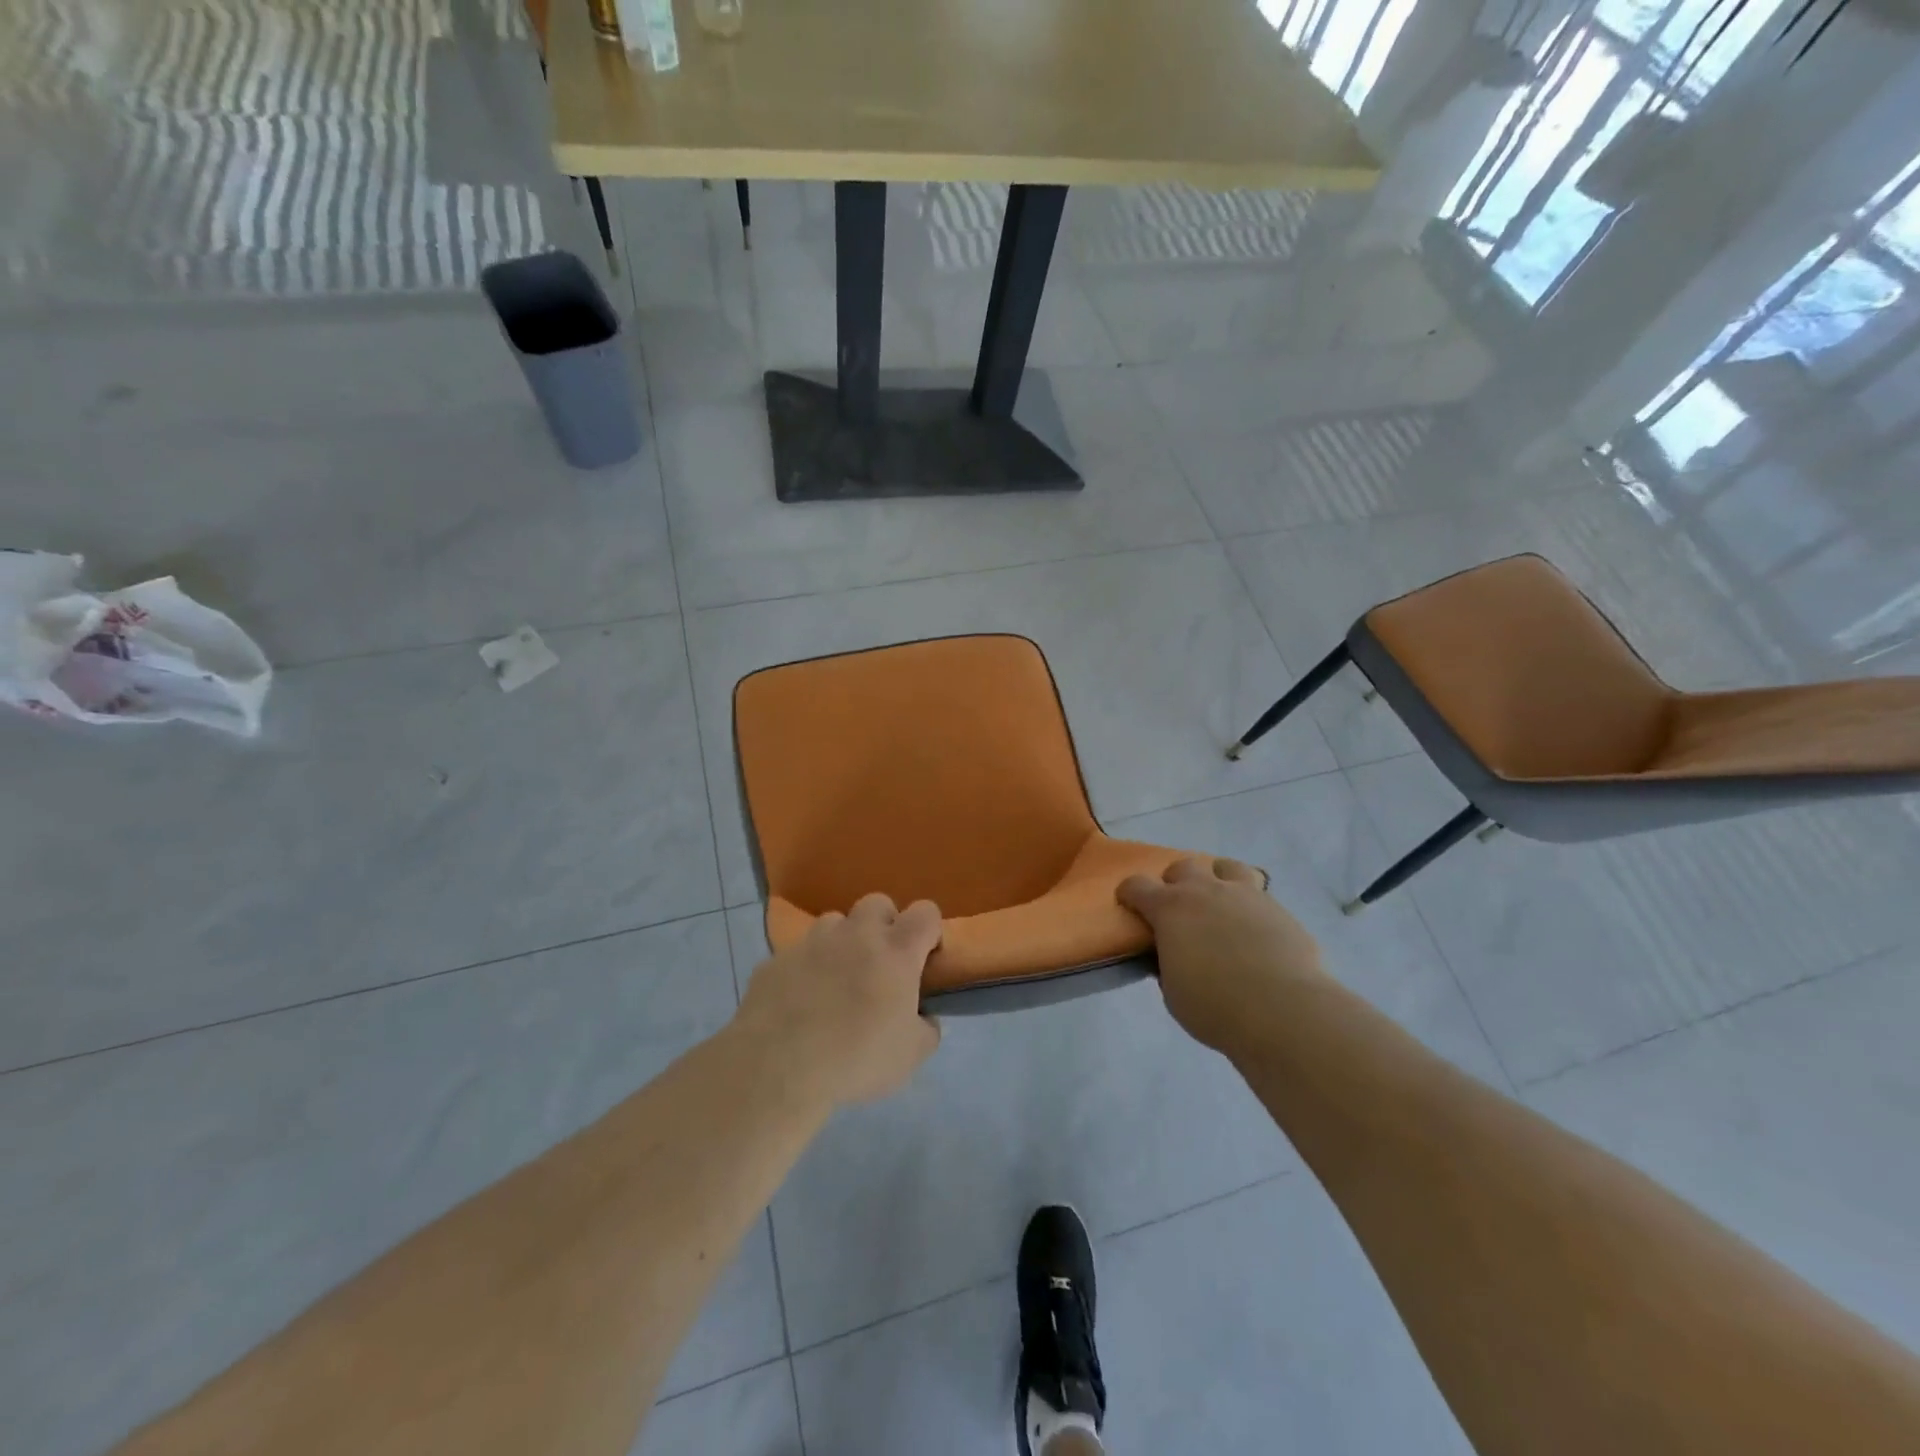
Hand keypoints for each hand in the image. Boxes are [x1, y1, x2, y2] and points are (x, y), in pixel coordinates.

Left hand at [734, 894, 943, 1108]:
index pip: (925, 912)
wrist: (777, 1067)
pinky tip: (799, 1002)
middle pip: (878, 903)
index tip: (924, 958)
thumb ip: (926, 1029)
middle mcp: (856, 934)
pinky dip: (805, 968)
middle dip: (884, 924)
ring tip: (837, 979)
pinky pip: (798, 953)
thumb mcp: (911, 1056)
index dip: (929, 930)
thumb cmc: (856, 1059)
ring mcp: (812, 942)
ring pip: (834, 921)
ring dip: (842, 942)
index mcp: (896, 951)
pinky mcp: (776, 959)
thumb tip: (924, 1017)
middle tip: (880, 964)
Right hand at [1118, 858, 1324, 1057]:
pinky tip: (1254, 930)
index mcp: (1170, 908)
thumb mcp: (1173, 992)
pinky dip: (1250, 905)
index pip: (1137, 885)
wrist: (1282, 1010)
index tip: (1129, 904)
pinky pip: (1259, 894)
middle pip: (1183, 866)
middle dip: (1176, 883)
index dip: (1129, 893)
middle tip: (1180, 909)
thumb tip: (1174, 955)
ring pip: (1226, 867)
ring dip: (1217, 879)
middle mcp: (1205, 891)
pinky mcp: (1278, 908)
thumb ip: (1168, 964)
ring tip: (1221, 903)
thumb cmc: (1215, 1006)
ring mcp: (1245, 895)